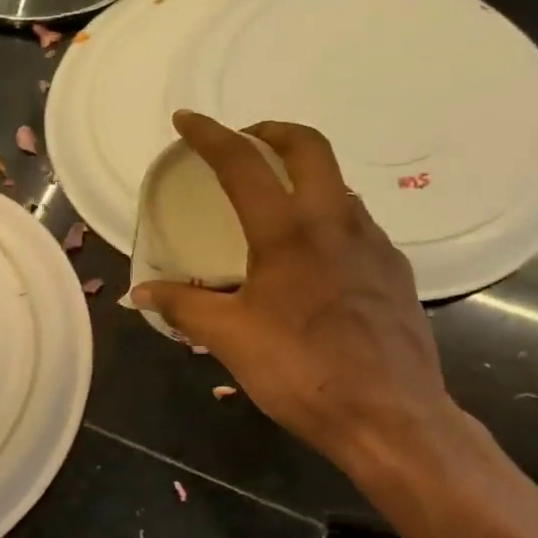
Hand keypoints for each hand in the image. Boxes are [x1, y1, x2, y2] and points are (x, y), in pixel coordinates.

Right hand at [134, 112, 459, 482]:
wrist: (391, 417)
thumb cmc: (303, 372)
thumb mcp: (231, 339)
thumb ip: (185, 307)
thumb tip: (142, 294)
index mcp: (288, 231)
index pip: (242, 163)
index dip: (210, 135)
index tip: (186, 120)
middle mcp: (335, 221)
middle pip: (309, 146)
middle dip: (273, 131)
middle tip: (247, 141)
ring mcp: (373, 242)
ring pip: (338, 184)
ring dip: (305, 175)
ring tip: (278, 202)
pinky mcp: (395, 269)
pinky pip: (357, 224)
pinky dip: (329, 217)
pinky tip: (317, 257)